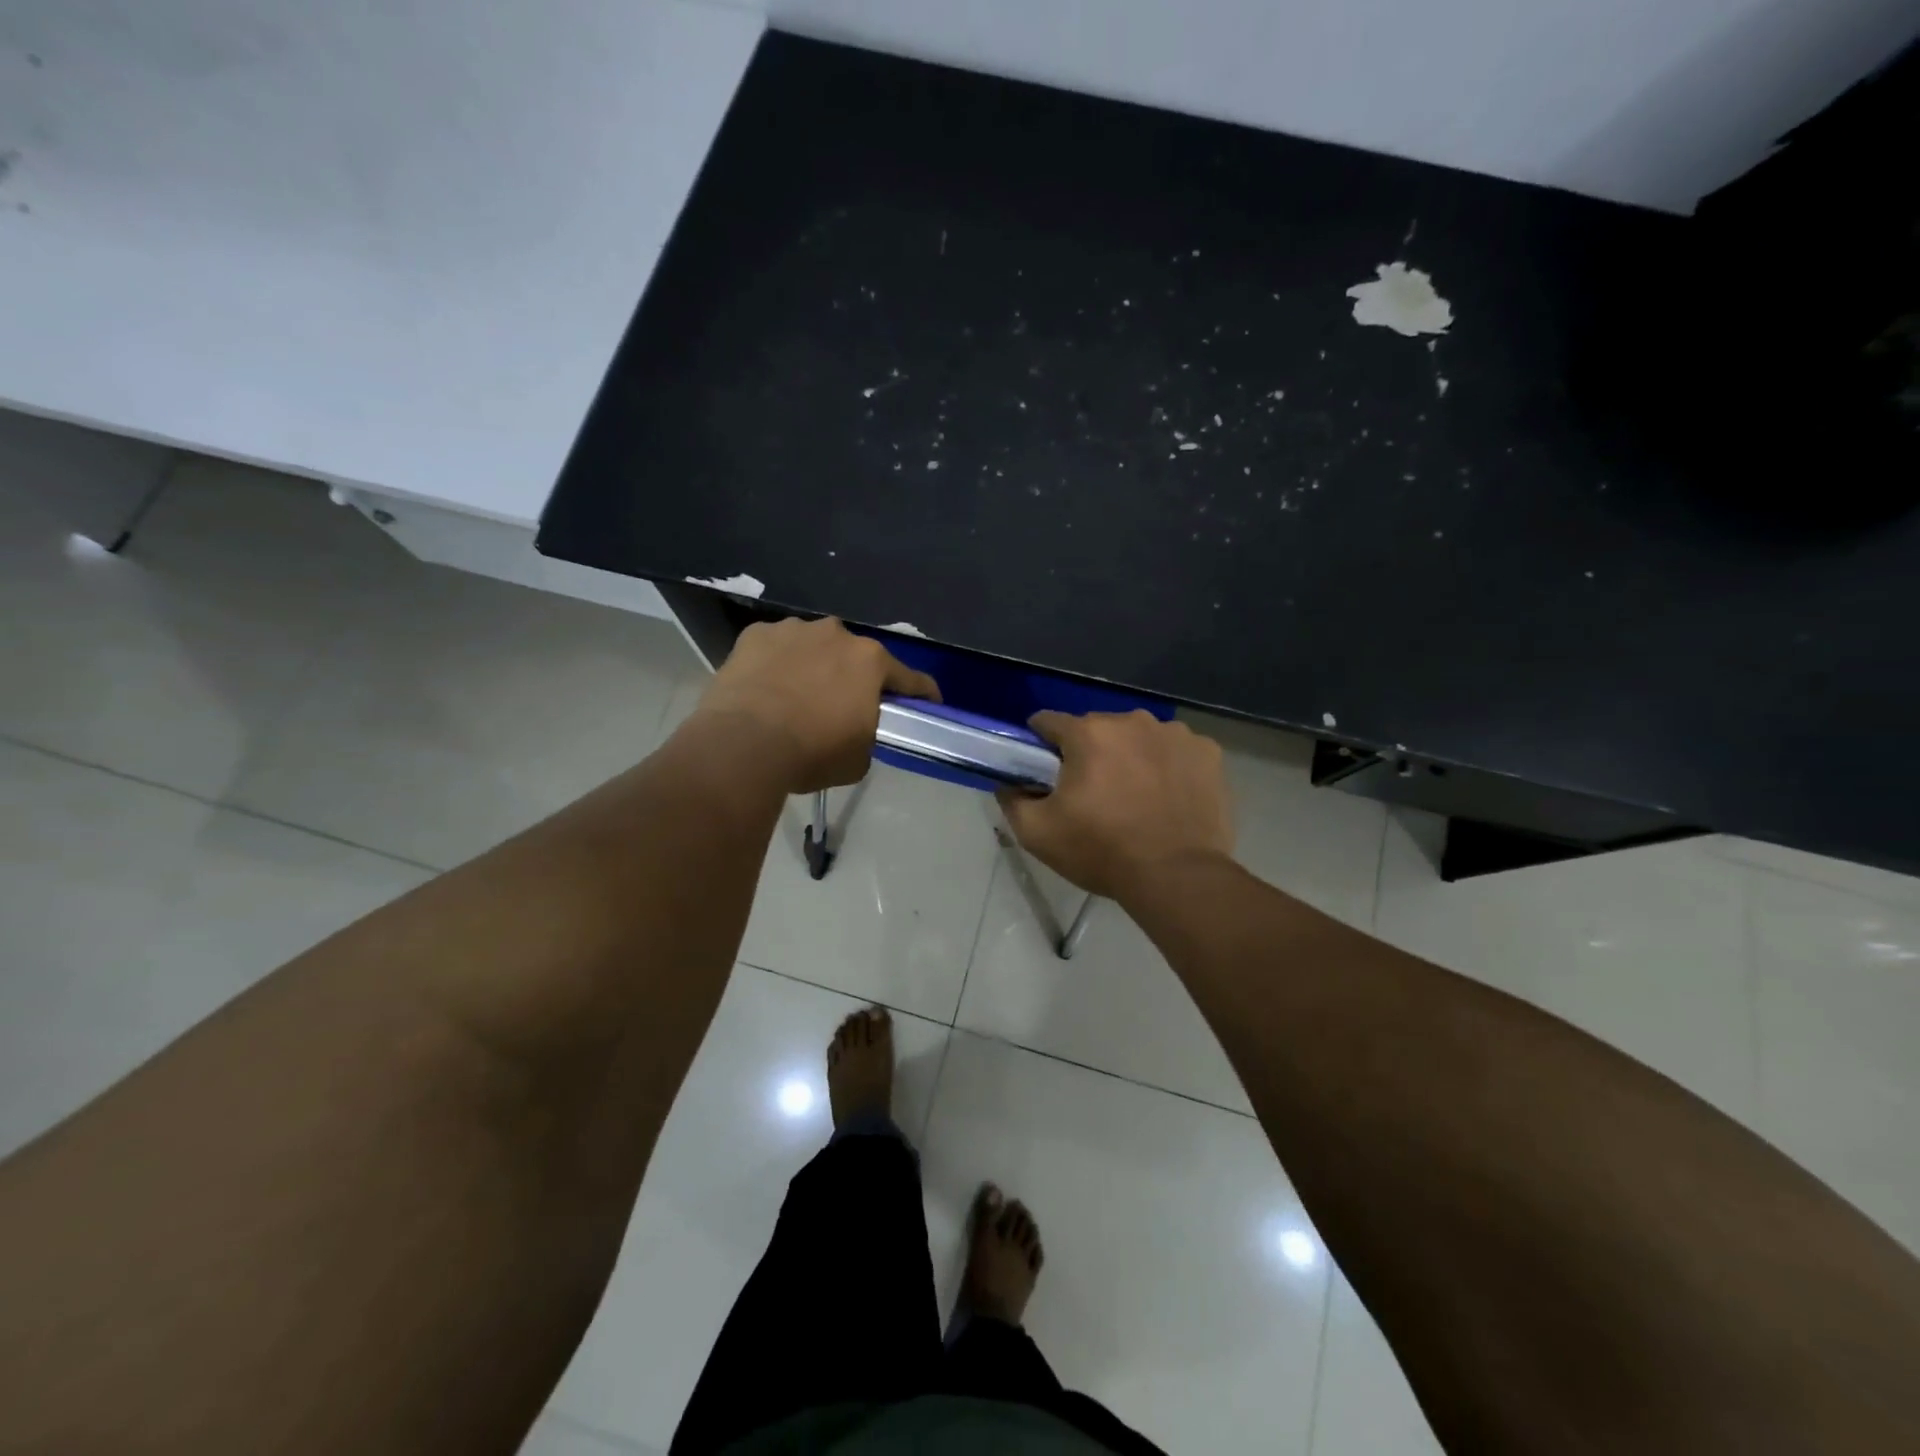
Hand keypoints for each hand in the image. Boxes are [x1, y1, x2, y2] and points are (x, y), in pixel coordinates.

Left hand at [693, 617, 940, 793]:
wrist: (743, 745)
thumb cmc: (812, 753)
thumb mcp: (858, 758)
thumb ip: (867, 734)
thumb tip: (855, 729)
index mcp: (870, 661)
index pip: (910, 678)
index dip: (922, 694)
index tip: (928, 704)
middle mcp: (836, 634)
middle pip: (856, 656)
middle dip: (855, 677)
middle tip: (844, 706)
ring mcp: (793, 629)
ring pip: (814, 646)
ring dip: (814, 665)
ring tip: (798, 696)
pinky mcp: (755, 634)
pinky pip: (776, 648)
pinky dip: (777, 663)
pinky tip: (766, 687)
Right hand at [996, 711, 1233, 899]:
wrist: (1178, 877)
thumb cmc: (1102, 852)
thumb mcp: (1037, 834)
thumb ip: (1012, 800)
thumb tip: (1008, 783)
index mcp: (1089, 733)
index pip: (1048, 722)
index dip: (1040, 745)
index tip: (1043, 771)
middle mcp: (1132, 721)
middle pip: (1097, 729)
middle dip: (1089, 753)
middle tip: (1092, 794)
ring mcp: (1176, 734)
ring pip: (1138, 737)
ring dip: (1130, 757)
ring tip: (1135, 798)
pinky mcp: (1207, 752)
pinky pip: (1175, 751)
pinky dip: (1168, 766)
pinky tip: (1168, 798)